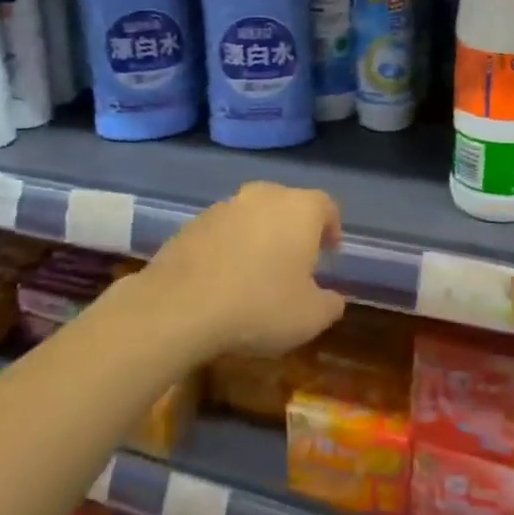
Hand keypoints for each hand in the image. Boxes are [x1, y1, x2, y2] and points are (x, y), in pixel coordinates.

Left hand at [123, 181, 344, 361]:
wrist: (180, 306)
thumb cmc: (259, 306)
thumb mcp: (310, 317)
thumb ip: (330, 304)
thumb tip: (333, 298)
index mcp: (299, 209)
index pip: (326, 206)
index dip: (331, 228)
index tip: (330, 252)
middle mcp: (263, 196)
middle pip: (287, 204)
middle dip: (294, 228)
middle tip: (296, 259)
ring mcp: (224, 206)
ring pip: (252, 215)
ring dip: (259, 235)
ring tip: (257, 270)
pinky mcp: (192, 223)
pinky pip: (222, 230)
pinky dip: (229, 246)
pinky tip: (224, 277)